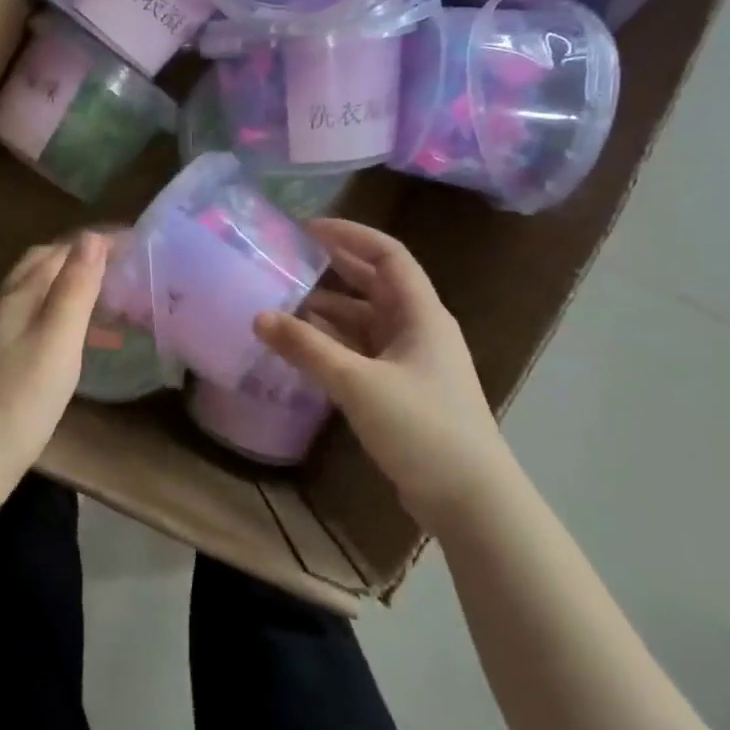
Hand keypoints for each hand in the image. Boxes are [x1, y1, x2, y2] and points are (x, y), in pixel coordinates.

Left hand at [0, 232, 106, 501]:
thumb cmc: (19, 398)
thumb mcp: (56, 339)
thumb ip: (75, 288)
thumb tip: (92, 236)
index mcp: (19, 294)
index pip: (60, 250)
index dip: (97, 241)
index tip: (137, 242)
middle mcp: (7, 307)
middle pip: (46, 266)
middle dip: (85, 258)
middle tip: (126, 267)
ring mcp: (3, 336)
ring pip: (45, 295)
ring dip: (79, 289)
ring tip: (118, 302)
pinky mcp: (6, 363)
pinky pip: (44, 324)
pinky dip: (71, 321)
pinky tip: (90, 344)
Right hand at [255, 218, 516, 533]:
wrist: (470, 500)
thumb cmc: (422, 428)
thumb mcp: (358, 383)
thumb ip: (307, 348)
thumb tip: (259, 316)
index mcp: (421, 314)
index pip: (388, 256)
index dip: (351, 235)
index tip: (309, 228)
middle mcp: (419, 330)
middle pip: (376, 285)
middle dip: (336, 268)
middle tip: (291, 259)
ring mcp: (412, 362)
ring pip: (366, 322)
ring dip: (331, 311)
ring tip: (285, 304)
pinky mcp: (403, 391)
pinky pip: (363, 353)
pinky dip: (335, 344)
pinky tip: (305, 348)